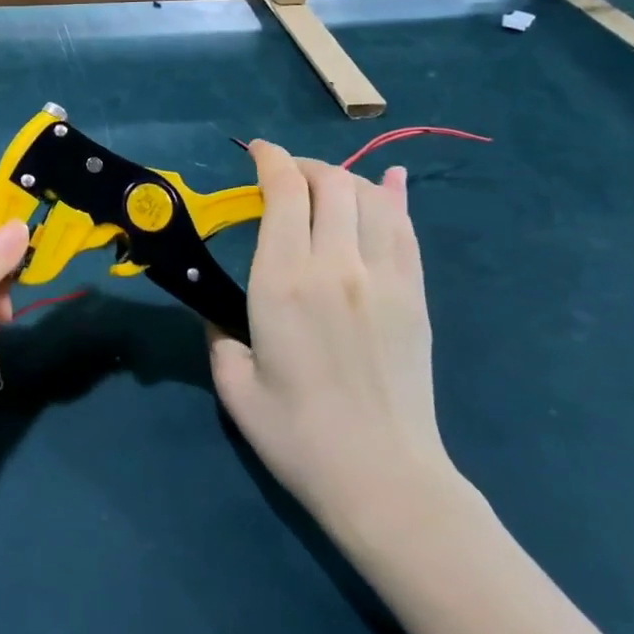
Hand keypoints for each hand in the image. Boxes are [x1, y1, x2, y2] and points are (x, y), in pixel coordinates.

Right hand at [210, 141, 458, 541]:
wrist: (385, 480)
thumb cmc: (297, 436)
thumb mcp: (234, 384)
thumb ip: (218, 333)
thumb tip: (221, 312)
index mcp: (284, 282)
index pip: (285, 193)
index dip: (270, 160)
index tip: (256, 153)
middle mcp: (337, 265)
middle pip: (330, 183)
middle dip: (304, 167)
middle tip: (284, 177)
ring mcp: (384, 277)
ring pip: (369, 197)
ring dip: (343, 179)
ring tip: (323, 187)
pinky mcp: (415, 295)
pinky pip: (405, 228)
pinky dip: (393, 199)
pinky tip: (387, 185)